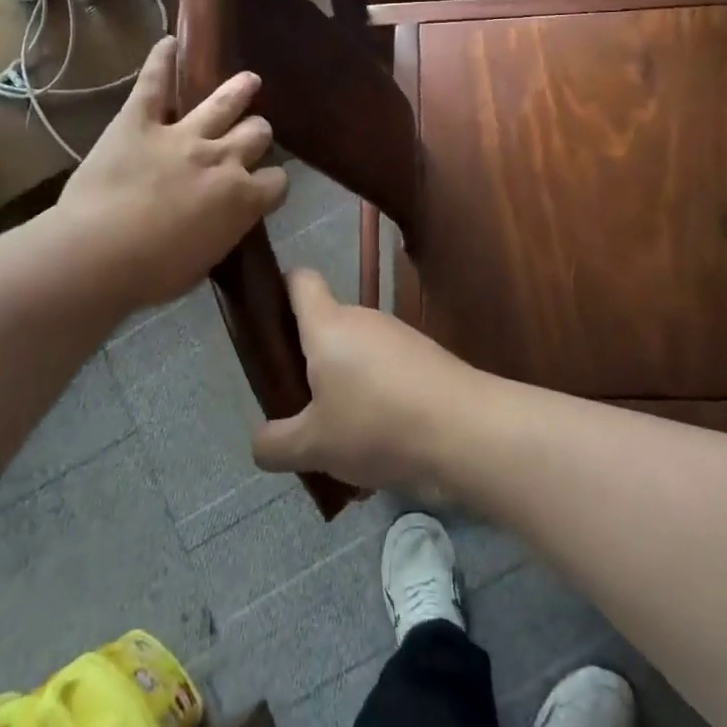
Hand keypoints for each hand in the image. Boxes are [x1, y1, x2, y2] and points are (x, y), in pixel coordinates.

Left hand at [57, 37, 288, 311]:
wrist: (99, 254)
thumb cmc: (153, 272)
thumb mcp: (206, 259)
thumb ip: (225, 229)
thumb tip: (227, 218)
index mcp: (242, 198)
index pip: (278, 181)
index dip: (271, 182)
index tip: (262, 186)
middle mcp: (223, 158)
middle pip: (257, 133)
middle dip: (257, 134)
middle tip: (250, 136)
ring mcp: (182, 134)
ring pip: (224, 102)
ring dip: (239, 90)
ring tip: (248, 81)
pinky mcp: (140, 121)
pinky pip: (155, 82)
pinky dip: (161, 60)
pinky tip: (169, 43)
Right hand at [250, 269, 475, 493]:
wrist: (466, 429)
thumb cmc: (376, 424)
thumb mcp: (313, 446)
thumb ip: (275, 444)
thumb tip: (260, 443)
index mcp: (327, 324)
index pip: (299, 280)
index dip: (280, 290)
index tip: (270, 325)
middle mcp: (363, 318)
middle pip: (326, 325)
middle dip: (311, 362)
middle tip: (301, 406)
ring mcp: (399, 336)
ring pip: (358, 354)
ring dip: (346, 386)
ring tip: (343, 438)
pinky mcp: (427, 357)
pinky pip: (388, 371)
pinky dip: (378, 398)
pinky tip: (383, 443)